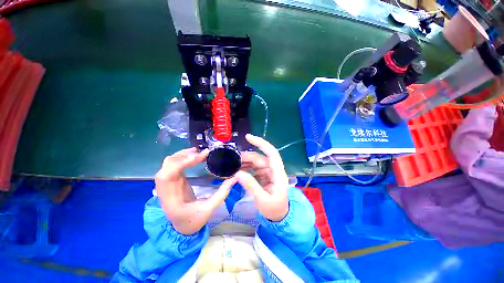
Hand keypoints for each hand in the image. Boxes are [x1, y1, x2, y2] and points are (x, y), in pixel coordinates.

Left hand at [155, 148, 237, 234]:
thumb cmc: (194, 220)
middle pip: (166, 166)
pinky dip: (181, 158)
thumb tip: (235, 177)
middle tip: (200, 153)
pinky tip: (193, 156)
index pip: (169, 175)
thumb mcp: (210, 208)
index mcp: (171, 199)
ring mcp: (167, 184)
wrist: (182, 227)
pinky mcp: (173, 181)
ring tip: (197, 152)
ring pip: (168, 164)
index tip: (199, 157)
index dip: (182, 163)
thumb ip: (222, 193)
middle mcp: (164, 189)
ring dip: (181, 155)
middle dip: (182, 156)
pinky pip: (173, 165)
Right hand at [237, 134, 288, 221]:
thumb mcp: (263, 200)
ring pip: (255, 162)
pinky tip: (237, 171)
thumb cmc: (274, 209)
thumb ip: (251, 186)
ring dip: (244, 163)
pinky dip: (245, 168)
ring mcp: (268, 172)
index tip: (248, 137)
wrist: (280, 216)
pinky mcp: (263, 175)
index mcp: (278, 173)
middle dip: (245, 158)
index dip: (261, 143)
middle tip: (231, 161)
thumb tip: (238, 174)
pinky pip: (253, 168)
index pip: (271, 153)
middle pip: (259, 158)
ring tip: (232, 166)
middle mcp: (273, 169)